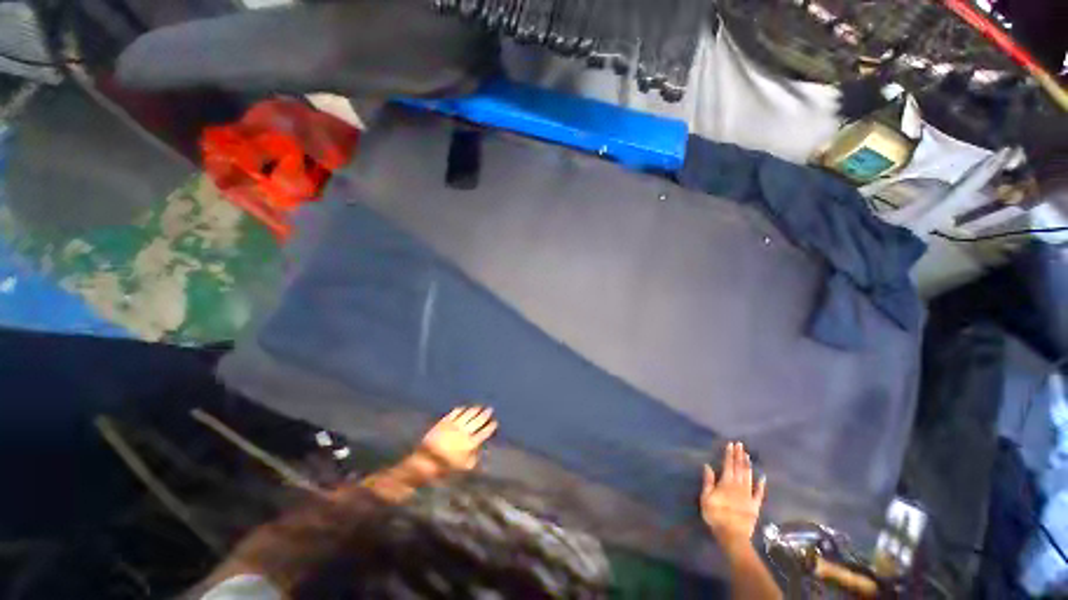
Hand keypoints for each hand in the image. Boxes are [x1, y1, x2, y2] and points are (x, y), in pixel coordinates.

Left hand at [403, 405, 497, 483]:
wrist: (424, 462)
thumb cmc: (445, 468)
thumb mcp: (464, 468)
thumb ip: (475, 457)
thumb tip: (481, 448)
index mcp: (470, 444)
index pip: (484, 432)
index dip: (490, 427)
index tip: (494, 423)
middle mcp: (464, 432)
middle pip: (478, 420)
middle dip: (485, 414)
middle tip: (490, 410)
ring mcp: (454, 425)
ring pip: (468, 414)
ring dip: (475, 410)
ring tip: (479, 407)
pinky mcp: (445, 422)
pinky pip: (455, 412)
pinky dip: (461, 410)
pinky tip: (464, 409)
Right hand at [701, 442, 765, 553]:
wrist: (733, 535)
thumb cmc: (716, 515)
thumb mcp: (706, 498)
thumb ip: (708, 481)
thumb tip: (707, 465)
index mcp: (726, 483)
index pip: (728, 464)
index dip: (729, 454)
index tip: (731, 444)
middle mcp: (738, 486)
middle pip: (739, 468)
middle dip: (739, 455)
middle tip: (740, 444)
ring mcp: (748, 495)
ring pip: (749, 476)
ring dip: (748, 465)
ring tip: (747, 455)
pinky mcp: (755, 505)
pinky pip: (759, 493)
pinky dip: (761, 484)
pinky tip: (762, 477)